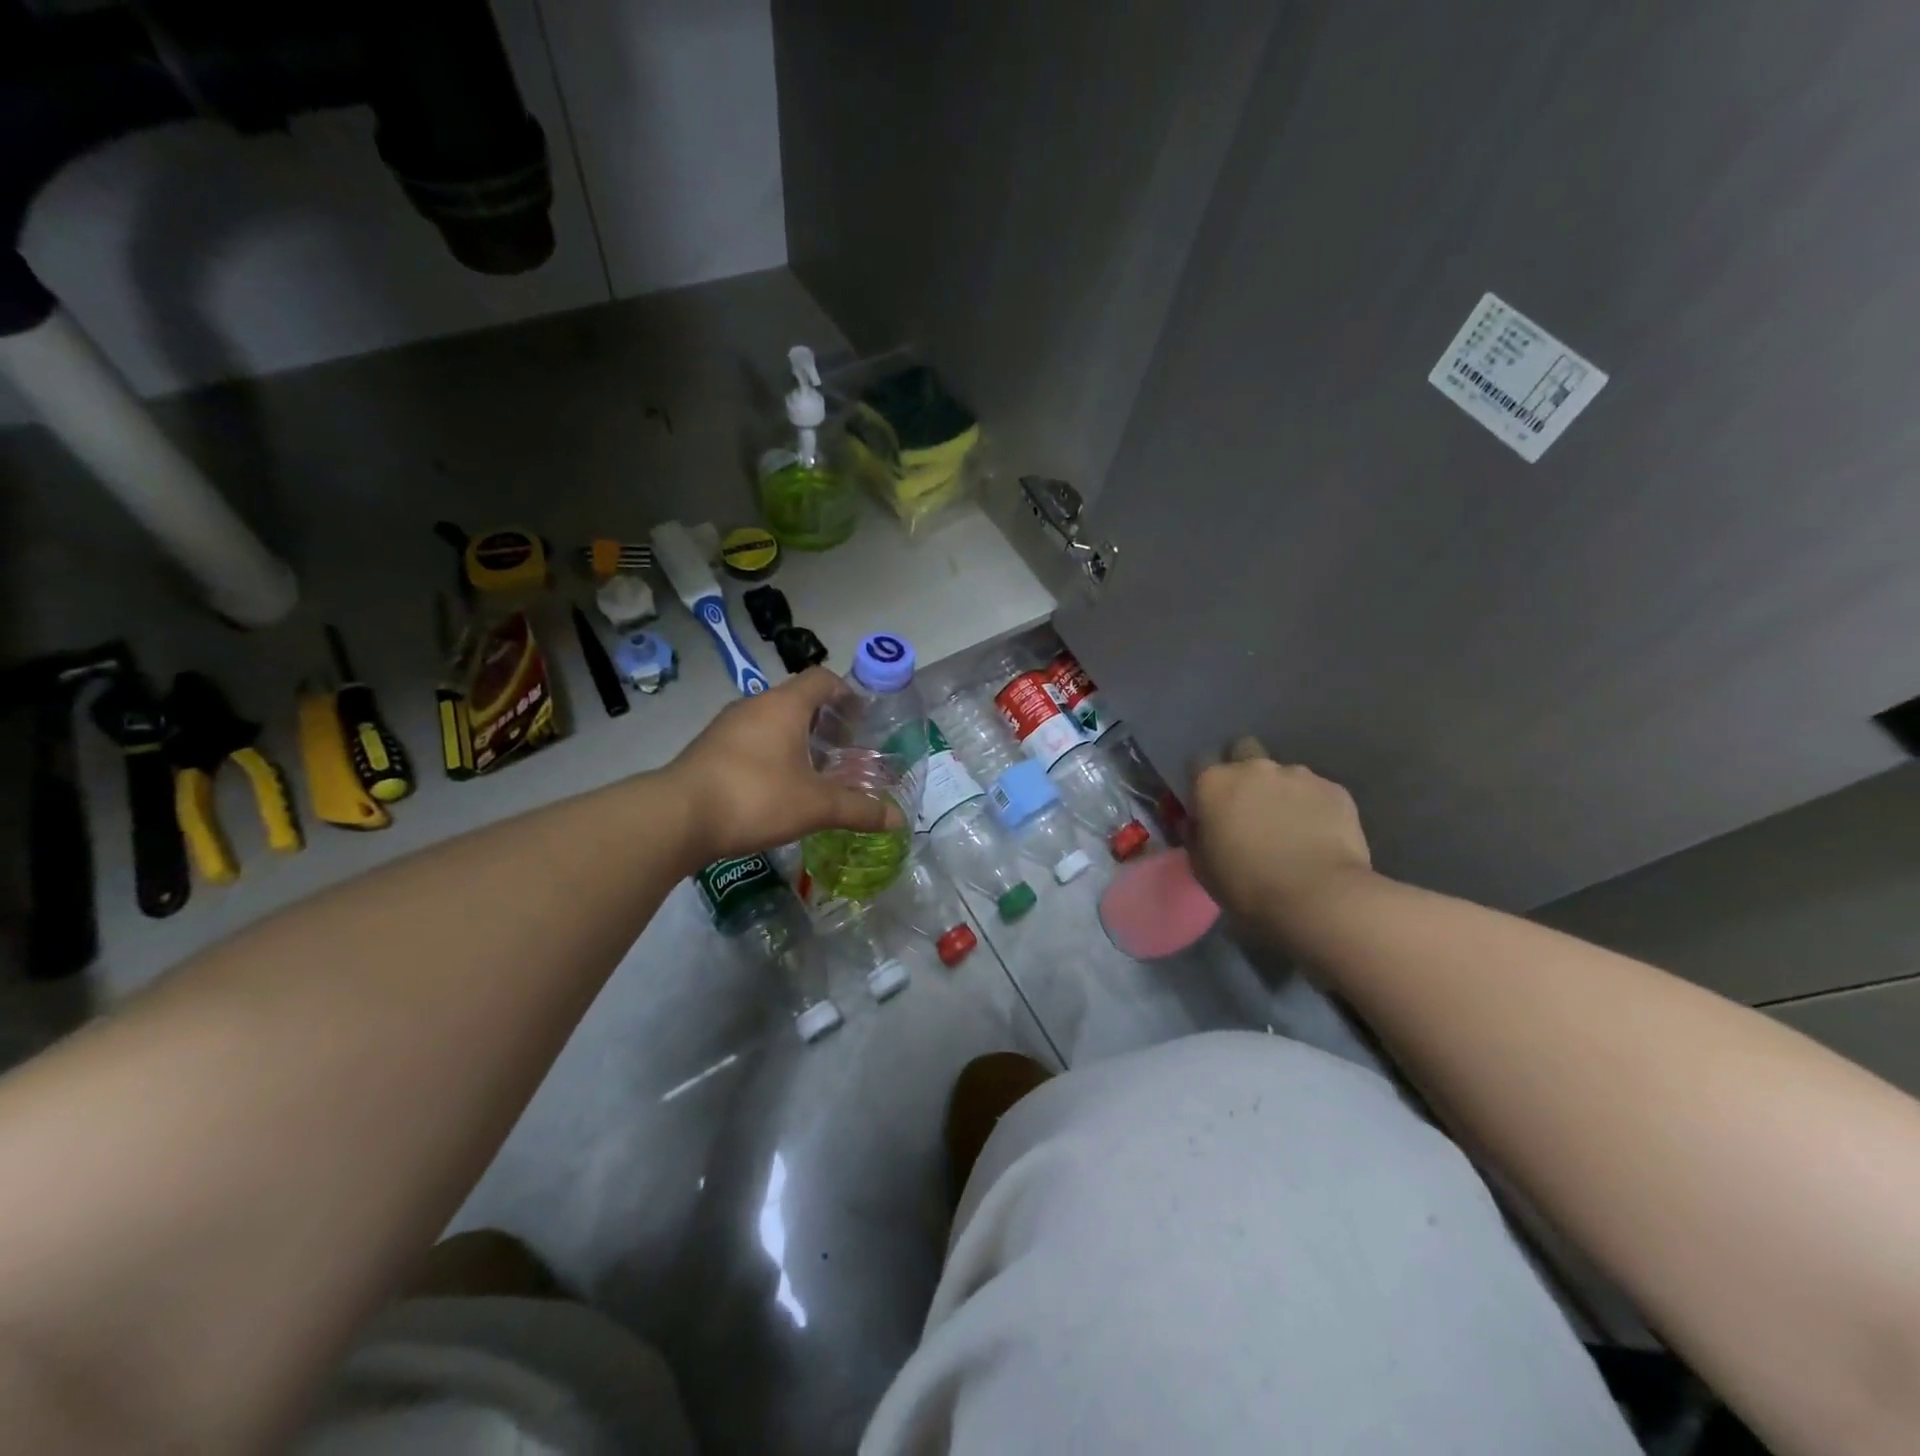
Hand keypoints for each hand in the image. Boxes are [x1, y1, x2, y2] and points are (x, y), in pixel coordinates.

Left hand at [665, 668, 902, 866]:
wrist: (678, 818)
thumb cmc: (756, 797)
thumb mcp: (816, 806)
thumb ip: (859, 810)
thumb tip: (898, 820)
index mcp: (784, 705)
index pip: (822, 679)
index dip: (846, 693)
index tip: (862, 718)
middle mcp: (754, 706)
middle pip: (798, 701)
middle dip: (824, 722)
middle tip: (844, 751)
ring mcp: (726, 727)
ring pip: (771, 722)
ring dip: (796, 740)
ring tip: (814, 772)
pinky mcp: (708, 750)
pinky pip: (750, 741)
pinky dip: (770, 755)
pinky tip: (778, 788)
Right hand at [1189, 737, 1372, 927]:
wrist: (1318, 897)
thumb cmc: (1247, 885)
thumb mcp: (1202, 866)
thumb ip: (1196, 835)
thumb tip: (1198, 823)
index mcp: (1214, 783)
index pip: (1198, 763)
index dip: (1203, 784)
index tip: (1208, 806)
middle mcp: (1254, 768)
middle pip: (1243, 750)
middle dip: (1244, 770)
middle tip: (1250, 806)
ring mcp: (1298, 775)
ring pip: (1284, 774)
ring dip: (1282, 792)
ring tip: (1292, 828)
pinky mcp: (1335, 789)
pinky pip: (1317, 792)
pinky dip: (1314, 808)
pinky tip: (1319, 836)